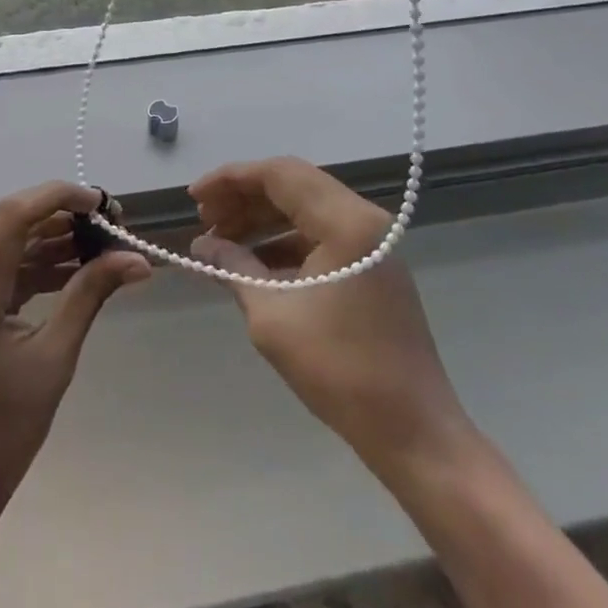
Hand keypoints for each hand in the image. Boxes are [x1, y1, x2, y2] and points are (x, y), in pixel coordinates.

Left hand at [0, 182, 150, 528]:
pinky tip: (78, 269)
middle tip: (115, 225)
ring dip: (56, 241)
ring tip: (106, 245)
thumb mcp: (54, 361)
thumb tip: (137, 259)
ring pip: (12, 247)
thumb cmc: (1, 435)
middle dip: (66, 217)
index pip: (13, 216)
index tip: (103, 202)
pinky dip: (40, 267)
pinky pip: (5, 272)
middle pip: (14, 226)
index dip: (58, 196)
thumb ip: (90, 297)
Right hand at [190, 158, 472, 478]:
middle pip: (292, 186)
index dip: (231, 179)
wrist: (414, 432)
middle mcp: (363, 218)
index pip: (279, 174)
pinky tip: (252, 263)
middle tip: (203, 219)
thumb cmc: (340, 370)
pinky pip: (320, 236)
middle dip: (243, 198)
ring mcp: (371, 242)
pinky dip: (284, 242)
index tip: (193, 197)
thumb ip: (234, 267)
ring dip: (261, 220)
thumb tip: (202, 246)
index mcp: (345, 220)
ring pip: (305, 210)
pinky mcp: (372, 266)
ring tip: (219, 241)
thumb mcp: (272, 315)